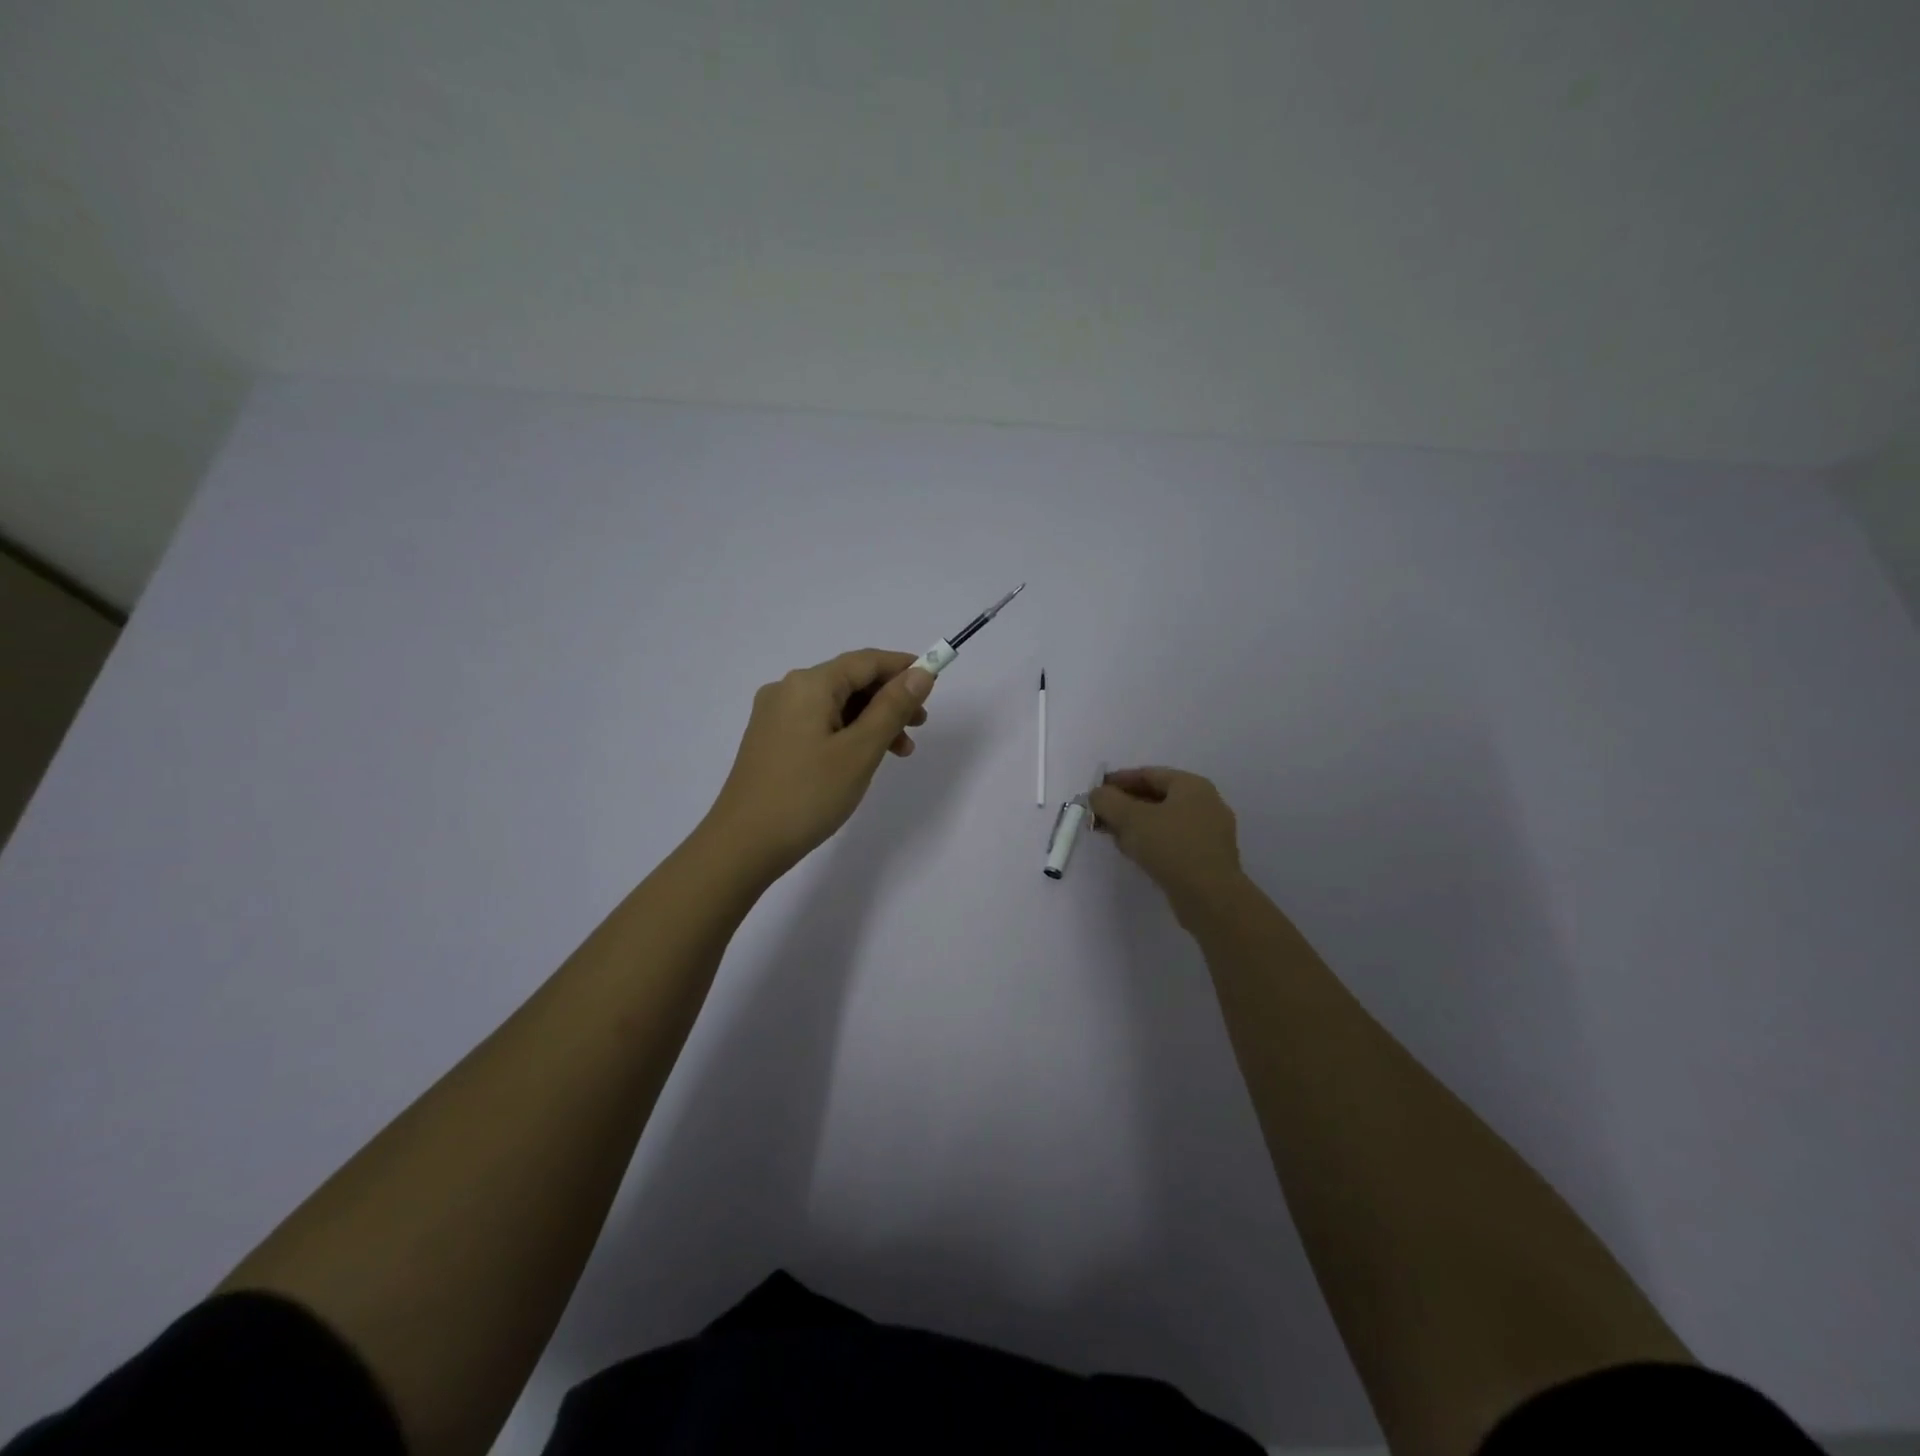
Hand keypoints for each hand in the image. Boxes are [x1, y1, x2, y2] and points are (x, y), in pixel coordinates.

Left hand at [702, 648, 934, 881]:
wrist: (743, 844)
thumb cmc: (808, 795)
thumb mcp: (860, 751)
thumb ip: (892, 708)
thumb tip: (920, 674)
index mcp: (809, 684)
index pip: (865, 661)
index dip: (903, 667)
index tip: (934, 683)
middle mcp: (788, 690)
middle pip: (850, 680)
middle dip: (889, 698)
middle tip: (920, 726)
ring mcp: (775, 715)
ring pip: (835, 704)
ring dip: (871, 720)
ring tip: (899, 752)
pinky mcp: (770, 740)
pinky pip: (818, 723)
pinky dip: (847, 733)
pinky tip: (862, 758)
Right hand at [1089, 767, 1245, 920]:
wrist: (1210, 896)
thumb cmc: (1171, 847)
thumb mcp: (1130, 818)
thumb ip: (1108, 801)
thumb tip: (1097, 794)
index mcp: (1191, 785)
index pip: (1148, 774)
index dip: (1118, 781)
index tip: (1095, 792)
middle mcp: (1205, 803)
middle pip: (1157, 797)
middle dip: (1125, 805)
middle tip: (1101, 816)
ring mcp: (1210, 832)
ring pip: (1164, 821)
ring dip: (1136, 825)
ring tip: (1113, 836)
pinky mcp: (1208, 857)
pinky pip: (1174, 840)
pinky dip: (1152, 841)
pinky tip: (1135, 853)